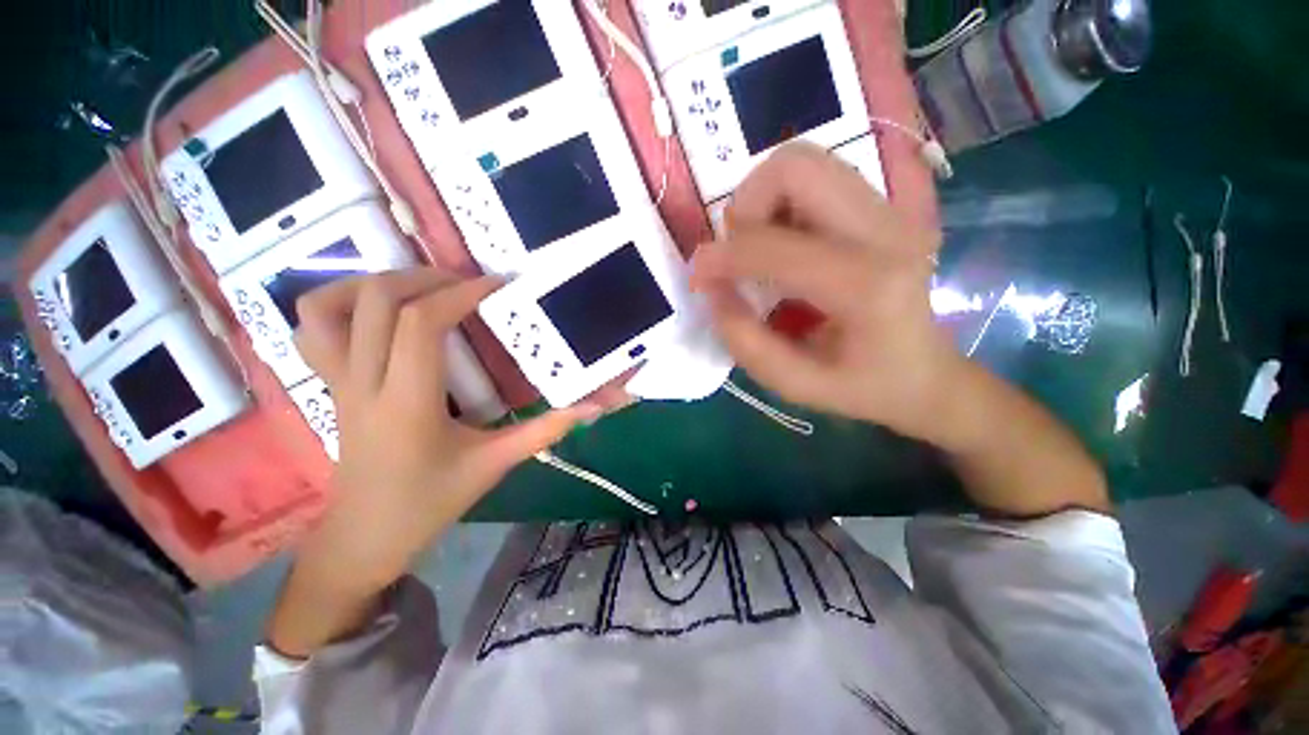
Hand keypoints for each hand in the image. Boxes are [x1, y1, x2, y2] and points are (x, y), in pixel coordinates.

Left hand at [268, 270, 597, 656]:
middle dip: (426, 277)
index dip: (460, 293)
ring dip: (374, 281)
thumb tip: (591, 408)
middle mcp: (363, 382)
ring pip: (328, 306)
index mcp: (407, 402)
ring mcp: (337, 381)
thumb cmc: (430, 503)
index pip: (421, 323)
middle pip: (375, 300)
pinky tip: (375, 309)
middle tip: (468, 283)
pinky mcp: (329, 384)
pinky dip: (337, 302)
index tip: (496, 285)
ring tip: (419, 286)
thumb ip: (545, 430)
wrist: (365, 536)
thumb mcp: (494, 464)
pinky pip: (312, 329)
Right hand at [691, 143, 962, 443]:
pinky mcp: (885, 207)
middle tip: (737, 252)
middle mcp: (885, 231)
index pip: (773, 246)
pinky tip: (784, 243)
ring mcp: (891, 211)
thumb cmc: (862, 387)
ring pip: (805, 161)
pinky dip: (783, 202)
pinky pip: (818, 177)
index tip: (700, 277)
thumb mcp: (794, 384)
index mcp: (866, 286)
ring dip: (763, 200)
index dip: (721, 258)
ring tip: (758, 247)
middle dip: (745, 206)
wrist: (926, 374)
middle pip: (795, 168)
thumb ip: (743, 340)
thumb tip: (713, 289)